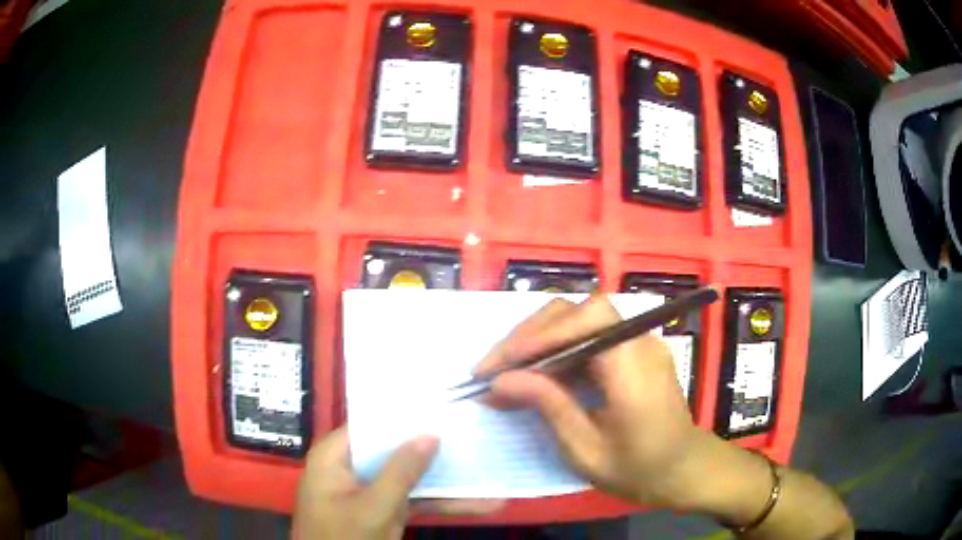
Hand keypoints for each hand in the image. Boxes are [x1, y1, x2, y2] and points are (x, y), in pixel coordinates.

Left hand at [292, 427, 502, 539]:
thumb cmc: (343, 538)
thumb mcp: (373, 507)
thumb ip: (401, 472)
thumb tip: (431, 433)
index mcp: (335, 457)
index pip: (371, 424)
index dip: (405, 416)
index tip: (443, 406)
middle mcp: (350, 468)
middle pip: (394, 451)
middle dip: (434, 450)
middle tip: (474, 434)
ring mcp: (368, 491)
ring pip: (409, 477)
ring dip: (446, 480)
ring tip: (487, 471)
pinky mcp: (382, 510)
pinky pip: (413, 500)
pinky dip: (441, 503)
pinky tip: (478, 504)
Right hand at [475, 294, 707, 508]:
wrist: (683, 468)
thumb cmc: (639, 469)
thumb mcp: (587, 451)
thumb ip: (548, 408)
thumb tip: (500, 380)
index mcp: (634, 366)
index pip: (587, 320)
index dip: (541, 333)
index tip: (501, 364)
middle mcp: (639, 342)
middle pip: (579, 312)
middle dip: (532, 334)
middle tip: (494, 367)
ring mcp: (637, 343)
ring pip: (580, 320)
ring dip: (540, 340)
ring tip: (507, 370)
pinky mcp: (631, 351)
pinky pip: (589, 337)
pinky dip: (557, 350)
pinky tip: (536, 374)